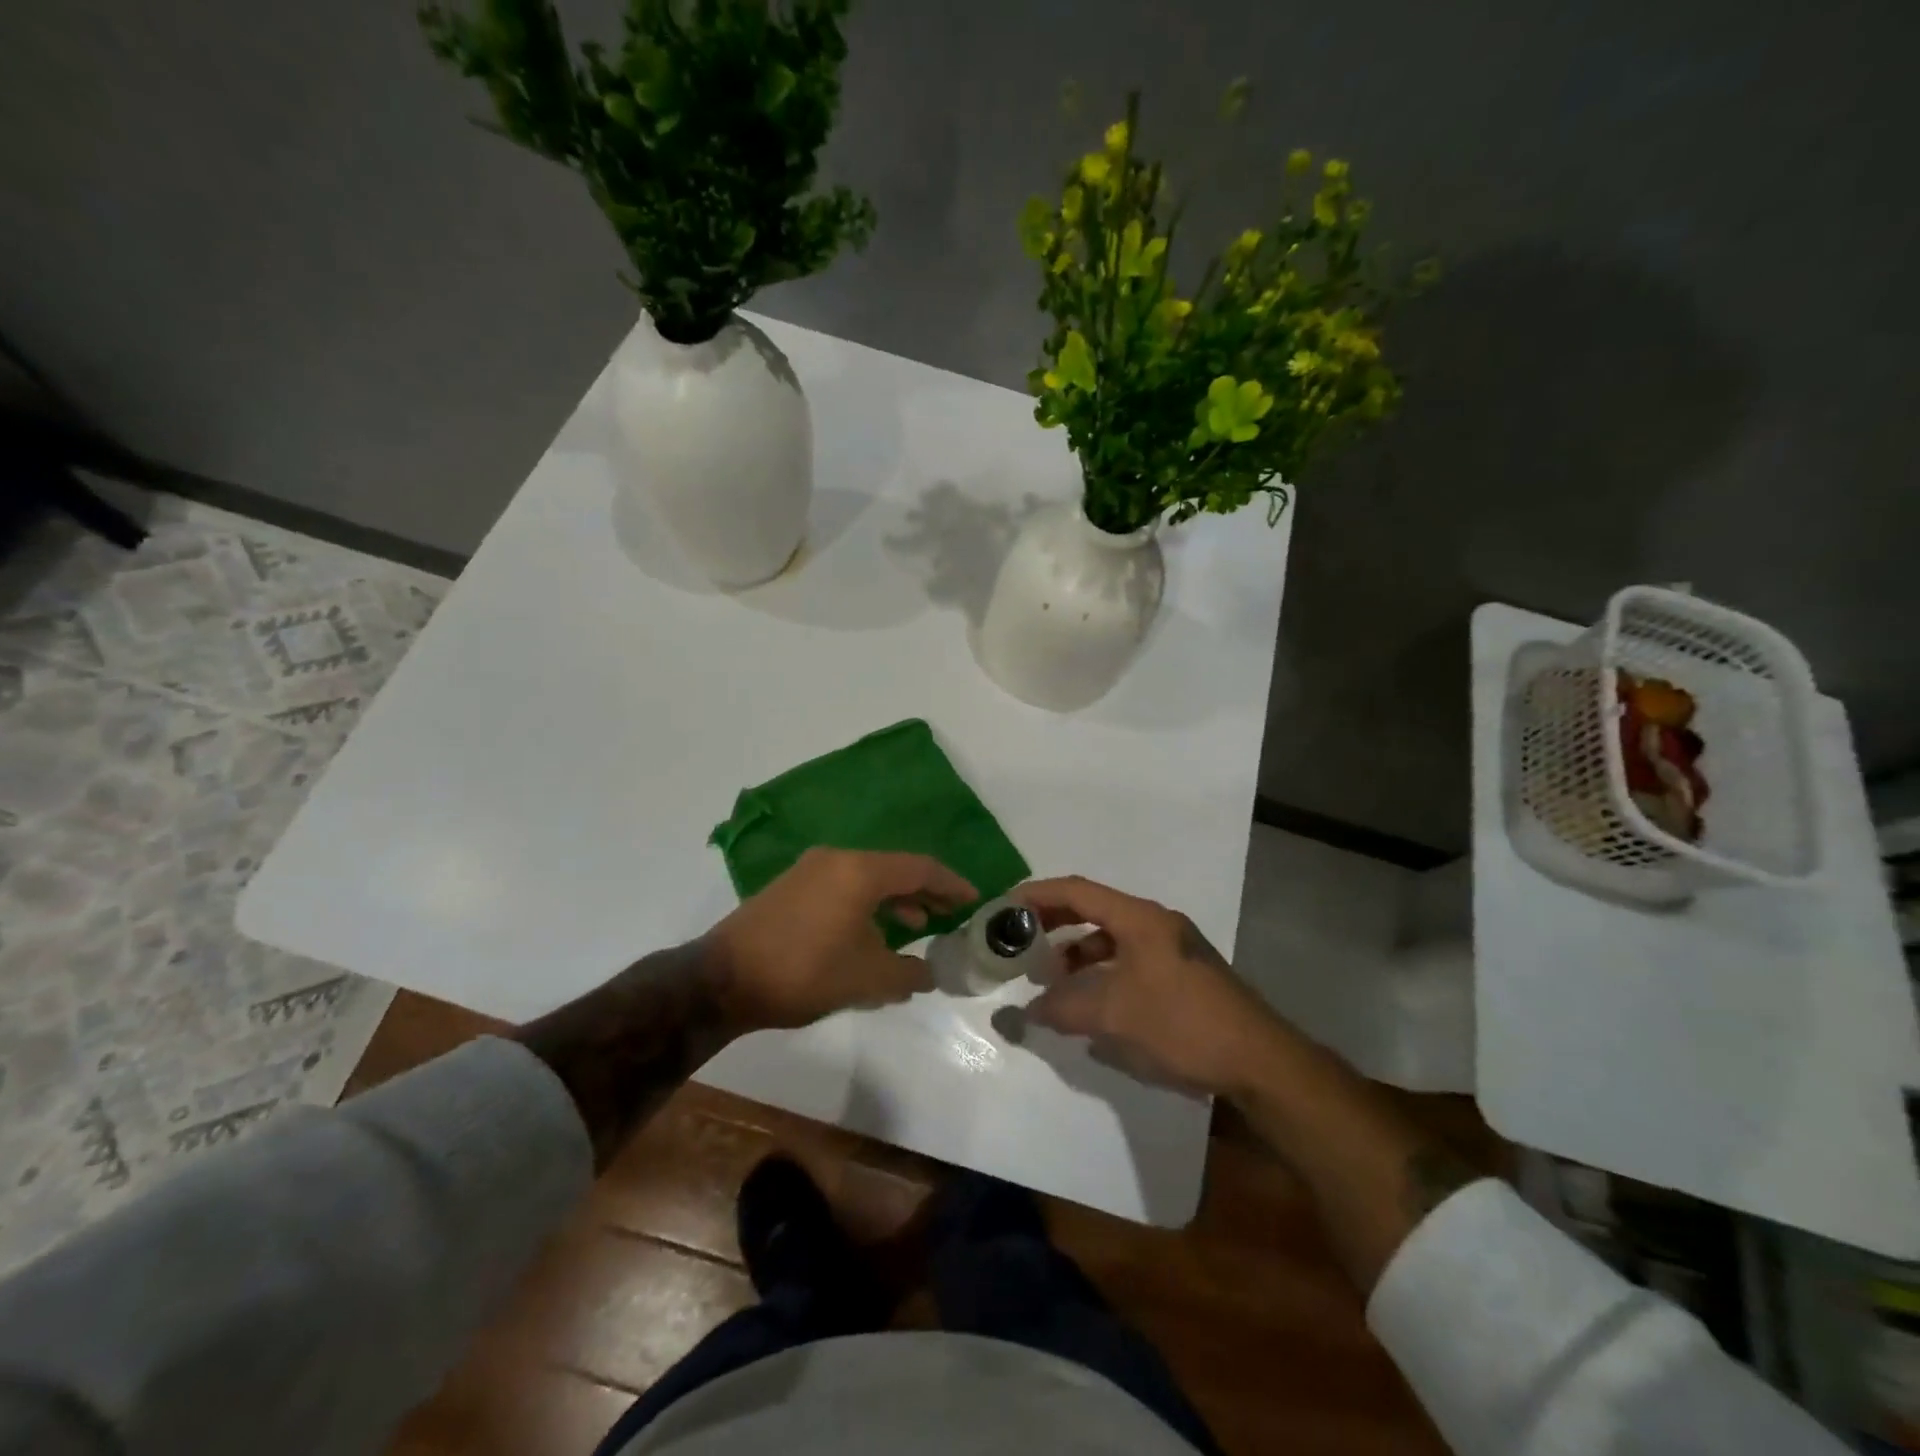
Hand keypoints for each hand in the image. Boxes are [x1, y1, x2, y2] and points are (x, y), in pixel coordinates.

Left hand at [705, 848, 976, 1033]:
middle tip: (949, 914)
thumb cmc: (804, 971)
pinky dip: (866, 905)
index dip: (951, 884)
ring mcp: (809, 871)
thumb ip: (908, 974)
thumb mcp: (867, 979)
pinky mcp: (790, 888)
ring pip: (866, 879)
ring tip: (914, 928)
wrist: (722, 979)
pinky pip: (842, 888)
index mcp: (860, 870)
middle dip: (924, 893)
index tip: (974, 900)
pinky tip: (870, 936)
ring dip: (894, 902)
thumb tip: (927, 973)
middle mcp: (836, 859)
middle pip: (893, 870)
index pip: (920, 868)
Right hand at [1016, 876, 1281, 1096]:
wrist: (1260, 1061)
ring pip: (1111, 937)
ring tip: (1050, 976)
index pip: (1078, 891)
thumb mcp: (1115, 1016)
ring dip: (1078, 951)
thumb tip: (1027, 1010)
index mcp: (1140, 918)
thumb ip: (1064, 1008)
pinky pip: (1128, 958)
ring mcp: (1172, 947)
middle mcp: (1156, 923)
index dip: (1038, 894)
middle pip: (1094, 909)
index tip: (1004, 905)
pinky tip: (1089, 1000)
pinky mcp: (1181, 973)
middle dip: (1054, 922)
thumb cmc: (1183, 1024)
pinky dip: (1101, 971)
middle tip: (1020, 940)